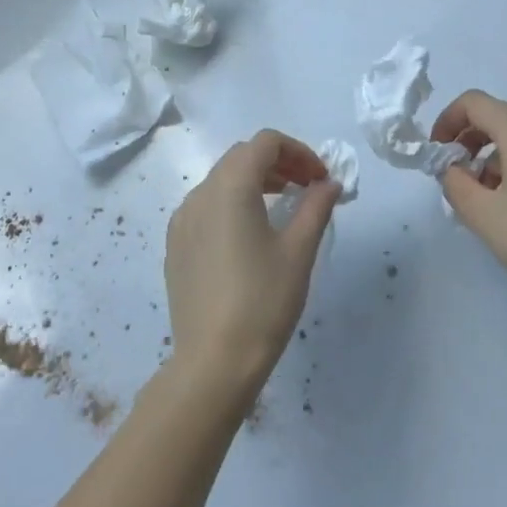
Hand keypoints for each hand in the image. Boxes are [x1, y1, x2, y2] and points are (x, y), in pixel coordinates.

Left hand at [164, 130, 337, 405]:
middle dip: (279, 162)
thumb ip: (316, 207)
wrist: (213, 363)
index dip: (299, 151)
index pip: (265, 143)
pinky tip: (251, 233)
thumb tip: (330, 183)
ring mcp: (182, 220)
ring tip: (284, 205)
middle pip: (242, 156)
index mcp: (230, 187)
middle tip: (308, 187)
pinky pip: (206, 206)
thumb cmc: (263, 301)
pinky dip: (233, 202)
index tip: (321, 178)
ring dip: (256, 180)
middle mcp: (200, 193)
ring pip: (222, 179)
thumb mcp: (299, 251)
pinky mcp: (176, 245)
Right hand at [430, 91, 506, 307]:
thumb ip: (454, 183)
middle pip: (496, 117)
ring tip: (481, 199)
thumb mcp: (481, 213)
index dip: (447, 120)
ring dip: (489, 158)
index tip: (437, 153)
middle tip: (454, 175)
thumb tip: (452, 170)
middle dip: (467, 140)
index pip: (474, 102)